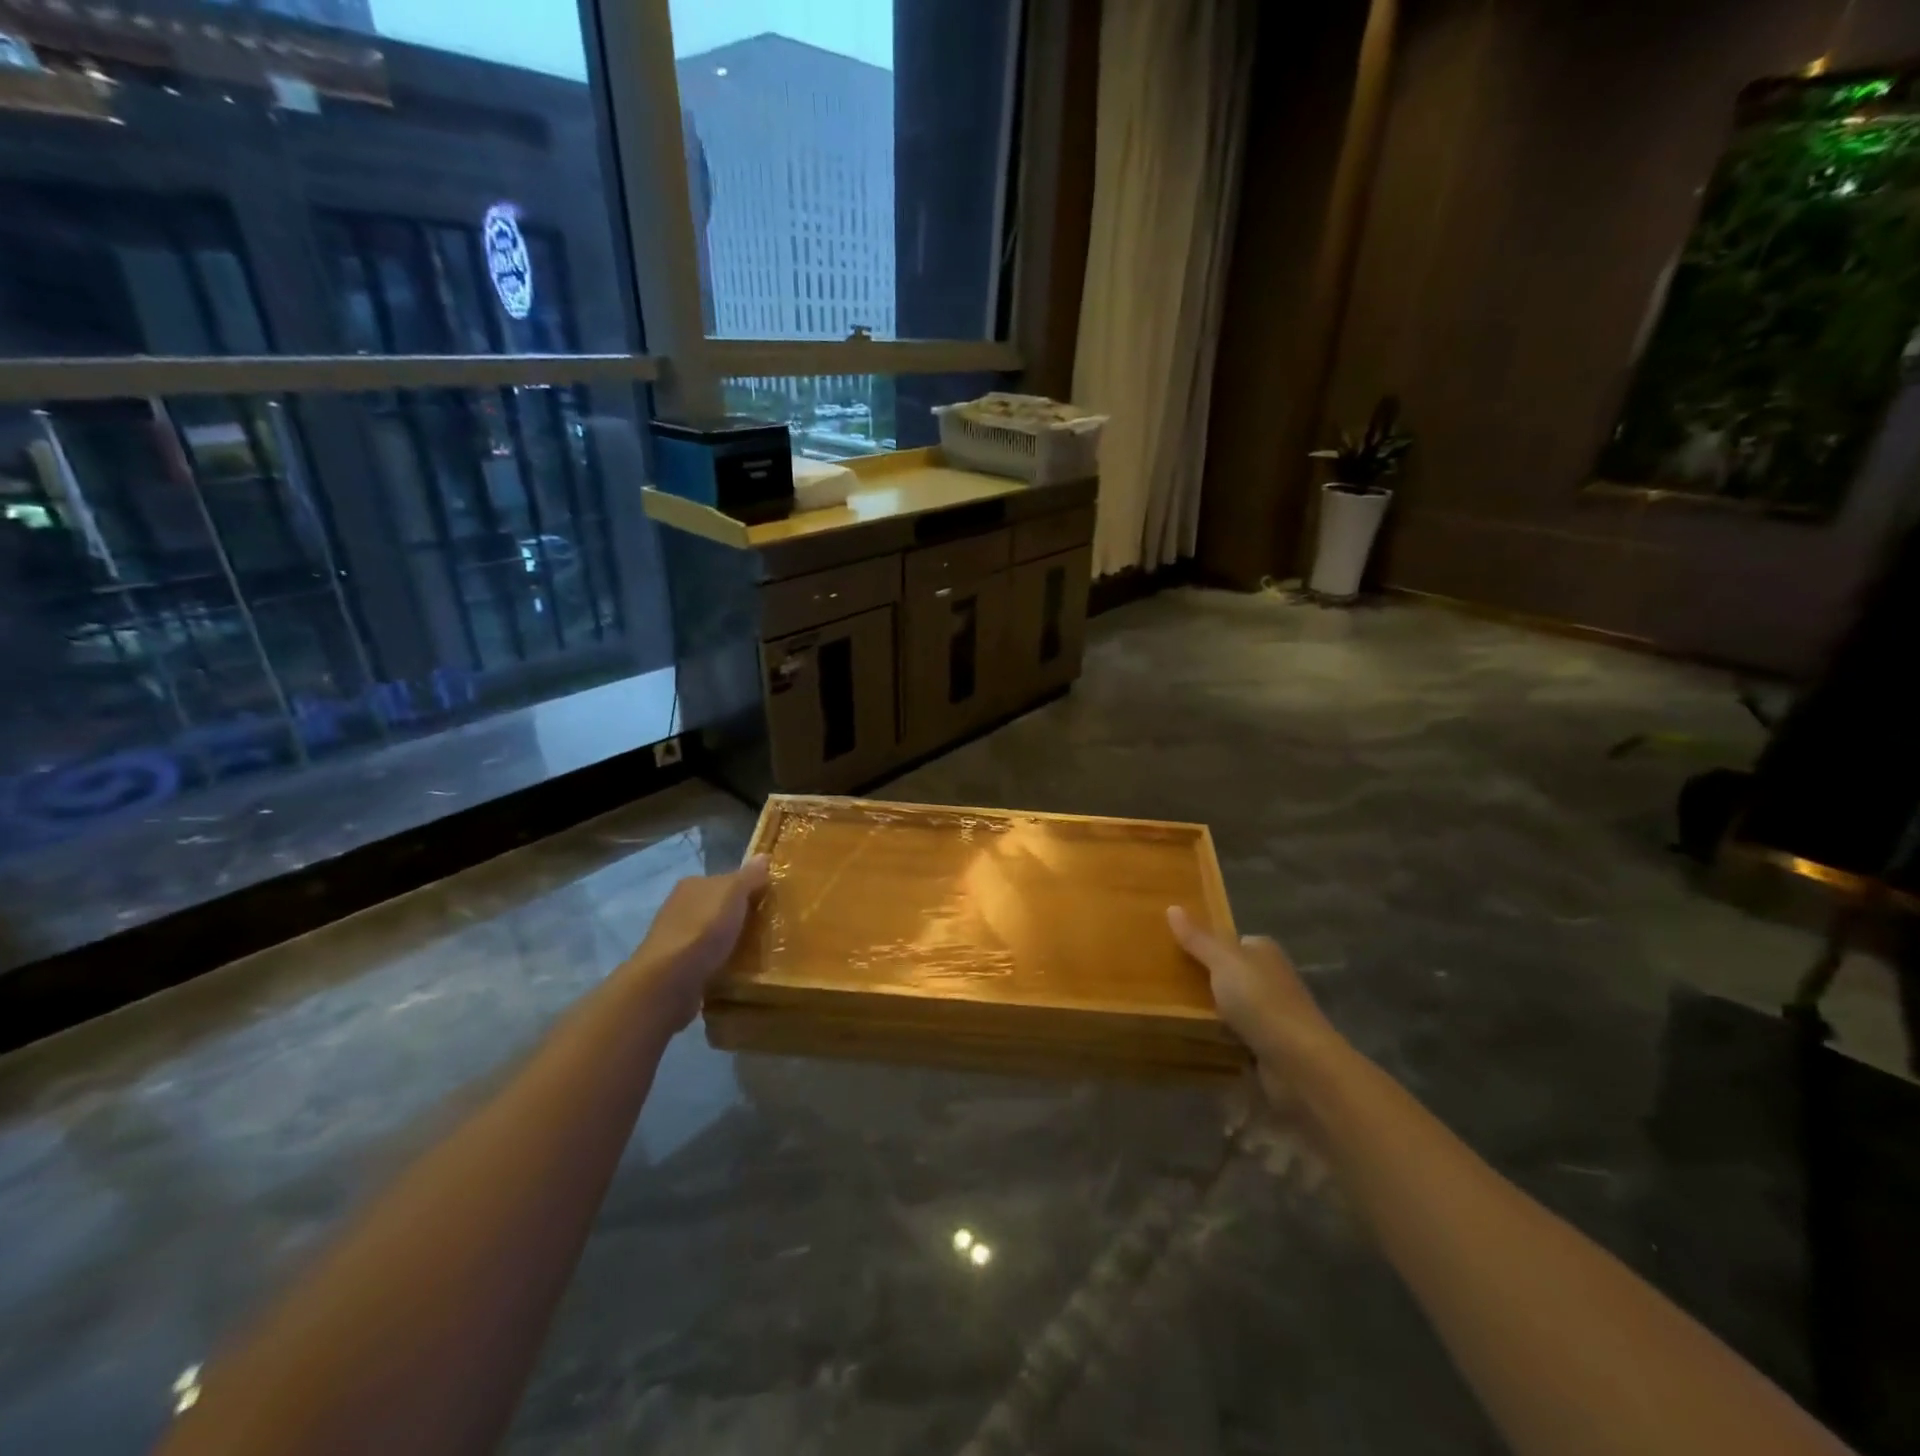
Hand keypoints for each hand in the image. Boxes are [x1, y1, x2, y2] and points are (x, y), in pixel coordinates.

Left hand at [629, 855, 770, 1028]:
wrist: (669, 981)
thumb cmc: (704, 930)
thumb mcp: (733, 894)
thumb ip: (749, 876)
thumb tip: (764, 856)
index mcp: (693, 884)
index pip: (726, 880)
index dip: (748, 888)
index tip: (770, 902)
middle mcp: (681, 907)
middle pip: (719, 906)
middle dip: (740, 916)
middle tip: (769, 928)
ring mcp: (677, 938)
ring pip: (713, 933)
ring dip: (731, 941)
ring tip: (758, 952)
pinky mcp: (678, 967)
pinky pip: (707, 958)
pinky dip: (721, 962)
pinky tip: (737, 970)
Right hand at [1167, 906, 1344, 1096]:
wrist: (1300, 1062)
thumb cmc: (1261, 1002)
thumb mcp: (1223, 962)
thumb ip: (1198, 939)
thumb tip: (1172, 906)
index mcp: (1264, 951)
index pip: (1230, 941)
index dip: (1204, 944)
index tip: (1172, 950)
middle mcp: (1271, 978)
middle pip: (1229, 972)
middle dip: (1203, 977)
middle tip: (1164, 980)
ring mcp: (1271, 1013)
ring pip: (1230, 1004)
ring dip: (1208, 1009)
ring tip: (1169, 1008)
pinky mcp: (1267, 1044)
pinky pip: (1234, 1034)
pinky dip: (1218, 1035)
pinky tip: (1194, 1036)